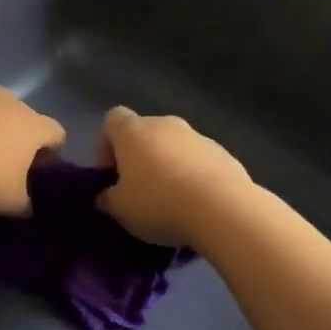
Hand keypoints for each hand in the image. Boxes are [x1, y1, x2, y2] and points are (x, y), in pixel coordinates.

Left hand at [0, 85, 65, 214]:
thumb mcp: (9, 202)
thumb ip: (24, 204)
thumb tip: (26, 208)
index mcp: (32, 125)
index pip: (55, 133)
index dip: (52, 150)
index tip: (41, 167)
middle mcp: (8, 101)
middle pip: (20, 116)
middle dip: (14, 135)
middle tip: (2, 161)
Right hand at [97, 106, 251, 246]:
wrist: (223, 209)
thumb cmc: (159, 203)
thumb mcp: (120, 210)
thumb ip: (108, 199)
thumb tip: (106, 195)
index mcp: (134, 131)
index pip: (112, 119)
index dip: (106, 145)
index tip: (110, 174)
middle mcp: (166, 124)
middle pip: (145, 133)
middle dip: (139, 158)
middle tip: (138, 191)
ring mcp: (199, 137)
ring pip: (174, 147)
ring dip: (168, 167)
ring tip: (170, 202)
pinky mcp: (225, 154)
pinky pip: (199, 161)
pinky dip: (194, 177)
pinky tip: (196, 205)